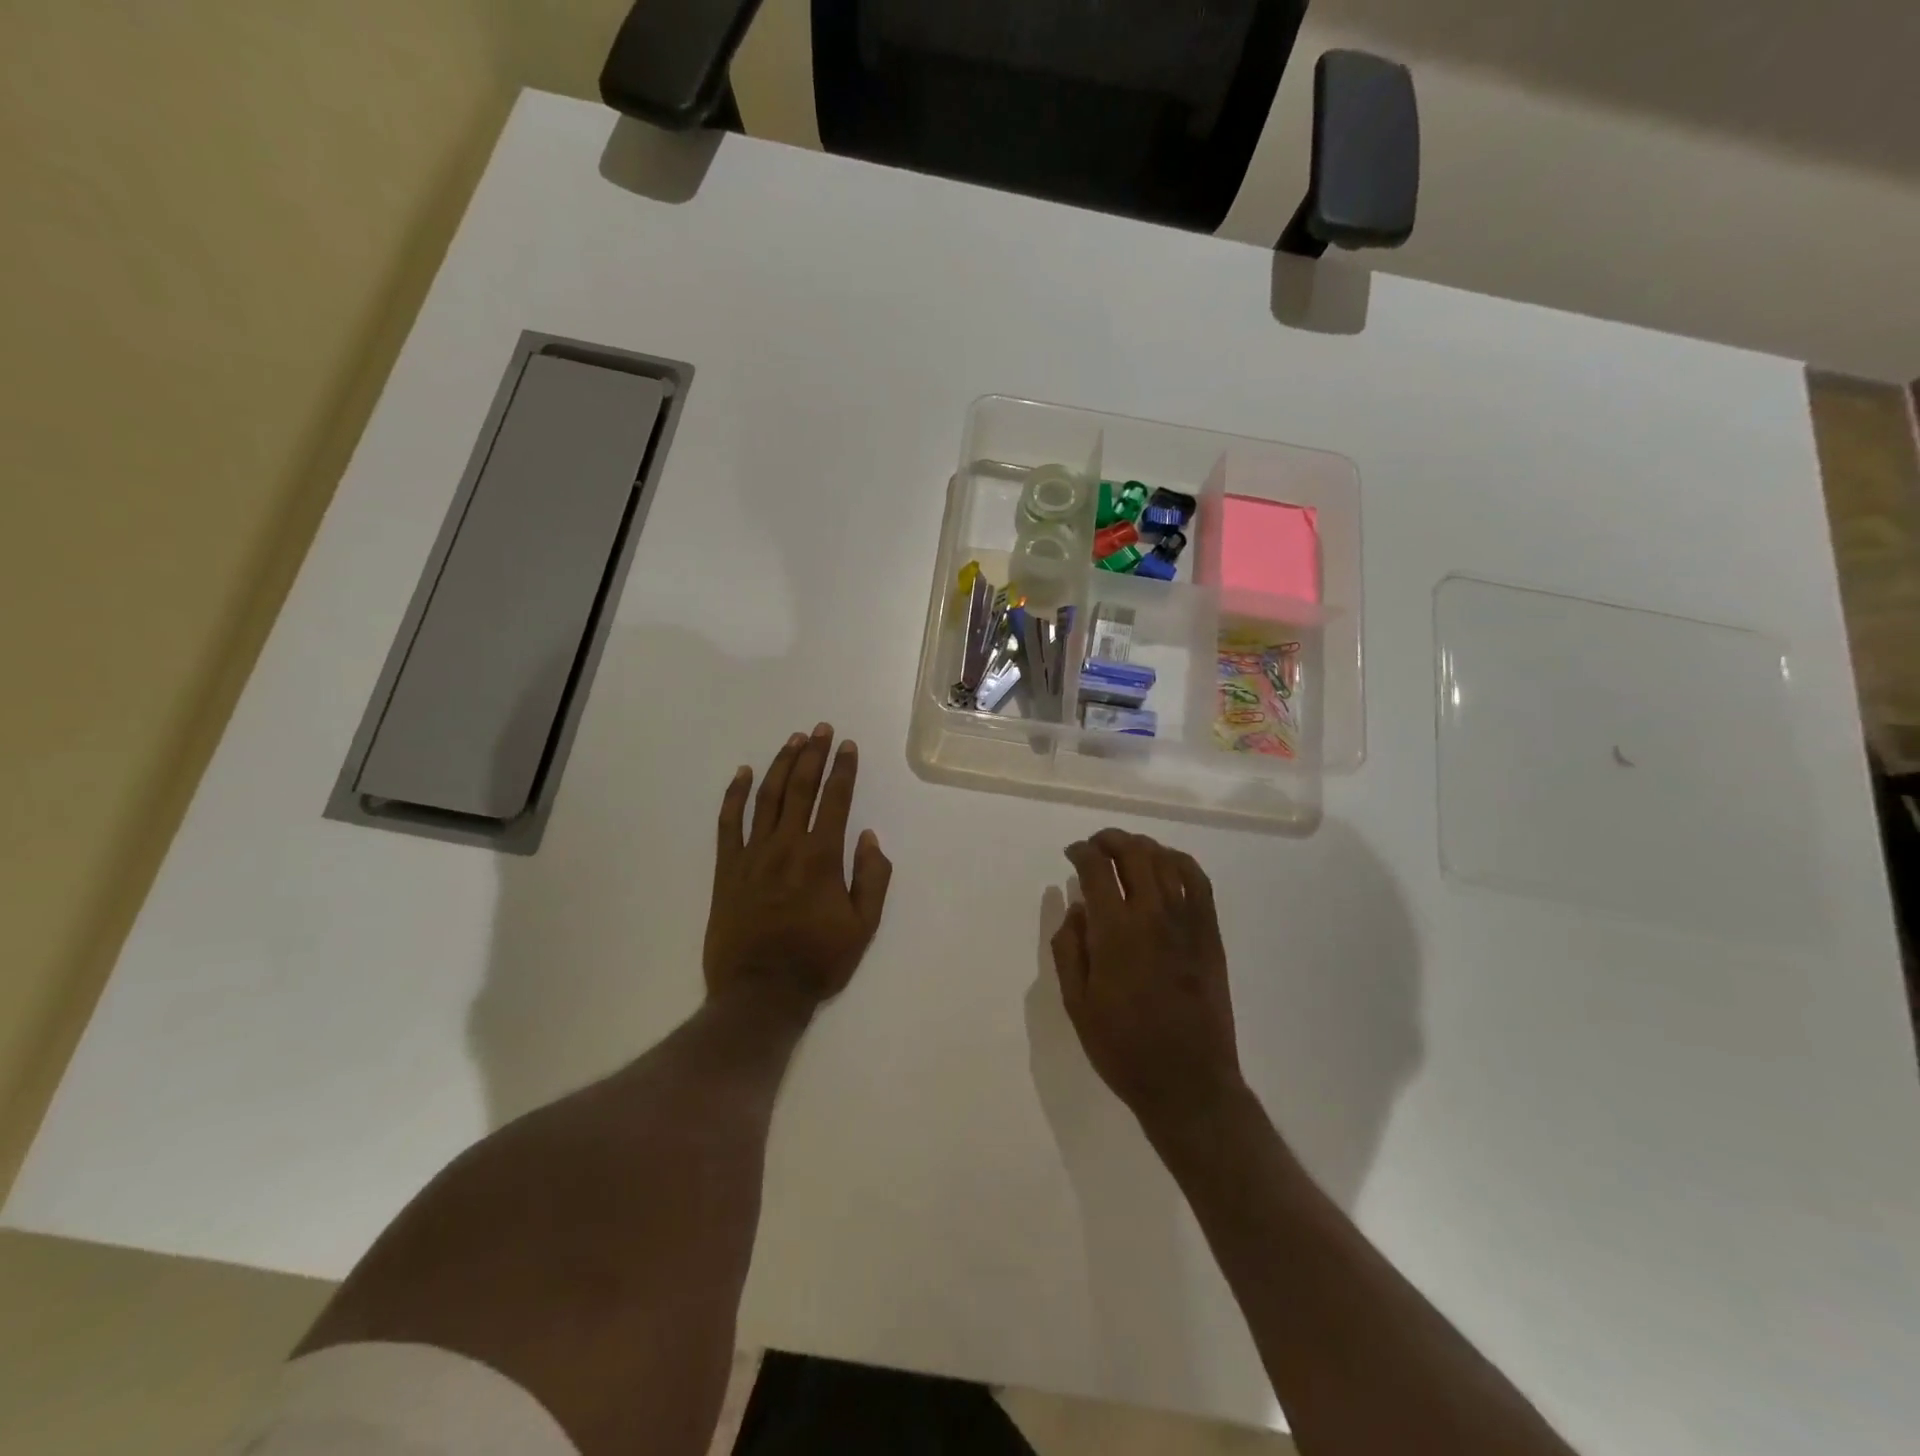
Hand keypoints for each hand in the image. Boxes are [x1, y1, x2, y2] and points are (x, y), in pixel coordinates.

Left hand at [704, 724, 893, 1014]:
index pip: (835, 800)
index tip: (848, 746)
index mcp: (821, 857)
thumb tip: (869, 837)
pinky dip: (734, 795)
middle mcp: (786, 846)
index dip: (843, 769)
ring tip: (793, 740)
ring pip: (766, 797)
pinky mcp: (726, 869)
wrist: (760, 993)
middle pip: (800, 788)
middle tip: (821, 729)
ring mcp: (752, 855)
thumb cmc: (818, 961)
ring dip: (780, 765)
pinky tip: (742, 773)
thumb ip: (872, 878)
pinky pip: (728, 823)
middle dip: (813, 755)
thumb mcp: (863, 927)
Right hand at [1053, 829, 1244, 1133]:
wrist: (1188, 1082)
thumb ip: (1070, 948)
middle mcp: (1153, 915)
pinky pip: (1198, 881)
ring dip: (1143, 846)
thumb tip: (1077, 907)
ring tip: (1126, 851)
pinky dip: (1180, 861)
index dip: (1081, 852)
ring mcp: (1187, 922)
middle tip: (1096, 845)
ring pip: (1166, 860)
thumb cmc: (1122, 1047)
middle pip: (1134, 853)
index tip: (1072, 853)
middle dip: (1110, 839)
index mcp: (1115, 932)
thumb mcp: (1076, 1003)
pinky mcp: (1209, 934)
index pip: (1096, 869)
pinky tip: (1166, 865)